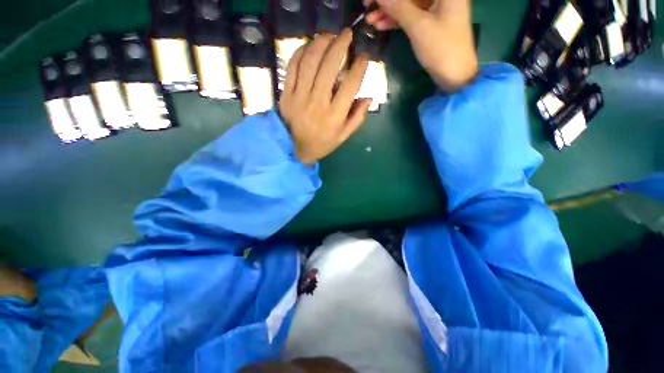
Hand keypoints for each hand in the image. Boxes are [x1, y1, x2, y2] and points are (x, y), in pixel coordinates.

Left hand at [279, 30, 371, 164]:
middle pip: (329, 66)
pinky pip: (293, 66)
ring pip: (310, 61)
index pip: (350, 85)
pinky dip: (302, 51)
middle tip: (347, 35)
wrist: (295, 148)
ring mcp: (300, 96)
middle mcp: (318, 102)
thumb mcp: (343, 136)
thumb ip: (357, 117)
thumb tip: (369, 97)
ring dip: (321, 43)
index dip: (359, 67)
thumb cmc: (322, 143)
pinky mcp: (287, 93)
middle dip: (340, 44)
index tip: (363, 57)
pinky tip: (310, 46)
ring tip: (330, 35)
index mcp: (335, 115)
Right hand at [365, 0, 477, 92]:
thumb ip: (399, 7)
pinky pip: (411, 16)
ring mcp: (436, 8)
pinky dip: (397, 20)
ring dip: (389, 12)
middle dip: (388, 1)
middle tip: (367, 5)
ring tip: (370, 19)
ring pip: (408, 4)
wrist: (454, 75)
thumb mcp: (418, 26)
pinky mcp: (431, 22)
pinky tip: (380, 25)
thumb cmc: (441, 48)